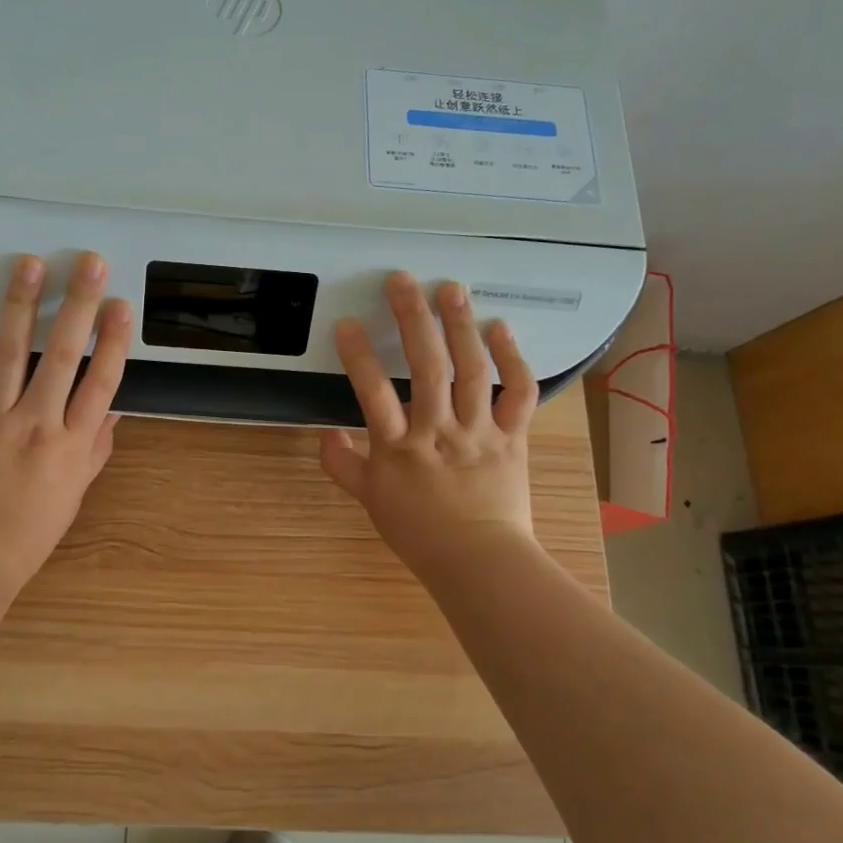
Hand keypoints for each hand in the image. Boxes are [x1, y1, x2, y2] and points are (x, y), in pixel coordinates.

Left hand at [0, 251, 132, 594]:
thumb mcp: (76, 490)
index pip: (101, 382)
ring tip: (30, 265)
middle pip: (63, 355)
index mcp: (70, 443)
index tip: (121, 304)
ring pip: (9, 353)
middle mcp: (35, 422)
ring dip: (22, 305)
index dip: (114, 340)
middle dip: (79, 305)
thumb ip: (95, 446)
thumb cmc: (30, 529)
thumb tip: (113, 407)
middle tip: (90, 263)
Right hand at [319, 273, 540, 578]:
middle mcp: (439, 431)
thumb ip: (342, 464)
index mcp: (399, 448)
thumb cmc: (419, 531)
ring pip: (472, 370)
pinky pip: (518, 392)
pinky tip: (500, 328)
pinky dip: (513, 358)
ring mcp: (479, 431)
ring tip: (450, 289)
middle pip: (427, 367)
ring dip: (460, 325)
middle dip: (413, 319)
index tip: (347, 323)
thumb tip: (324, 432)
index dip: (359, 356)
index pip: (373, 393)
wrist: (479, 561)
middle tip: (403, 281)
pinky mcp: (512, 435)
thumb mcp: (370, 500)